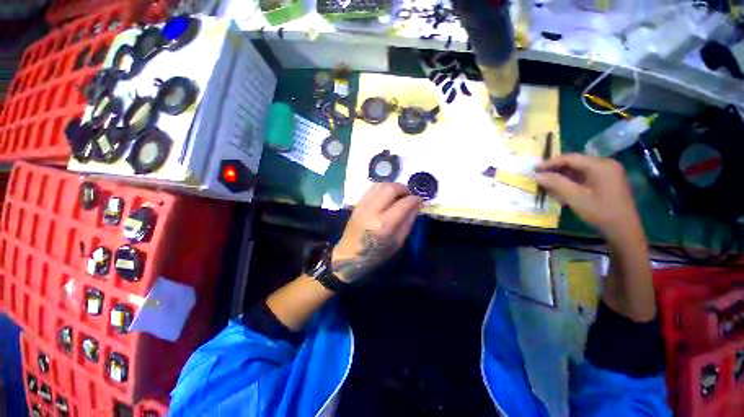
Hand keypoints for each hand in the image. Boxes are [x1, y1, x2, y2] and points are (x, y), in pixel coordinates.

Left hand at [332, 183, 422, 282]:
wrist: (350, 255)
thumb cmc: (376, 254)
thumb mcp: (397, 242)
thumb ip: (408, 221)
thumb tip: (416, 205)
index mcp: (384, 224)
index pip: (404, 203)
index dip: (415, 199)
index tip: (420, 200)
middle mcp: (373, 211)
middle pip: (391, 189)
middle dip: (404, 188)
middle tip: (409, 195)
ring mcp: (363, 206)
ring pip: (380, 185)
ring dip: (393, 186)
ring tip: (399, 194)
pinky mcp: (357, 204)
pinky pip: (372, 189)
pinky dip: (382, 188)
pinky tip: (387, 195)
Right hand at [535, 154, 642, 242]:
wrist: (623, 229)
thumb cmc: (600, 212)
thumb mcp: (575, 197)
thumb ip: (555, 183)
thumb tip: (537, 175)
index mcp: (600, 165)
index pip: (570, 158)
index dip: (550, 163)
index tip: (534, 169)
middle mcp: (606, 164)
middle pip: (575, 162)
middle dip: (556, 169)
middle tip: (539, 176)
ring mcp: (608, 172)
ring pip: (579, 169)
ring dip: (562, 175)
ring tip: (547, 183)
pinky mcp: (608, 180)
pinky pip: (585, 175)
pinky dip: (572, 180)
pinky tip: (562, 188)